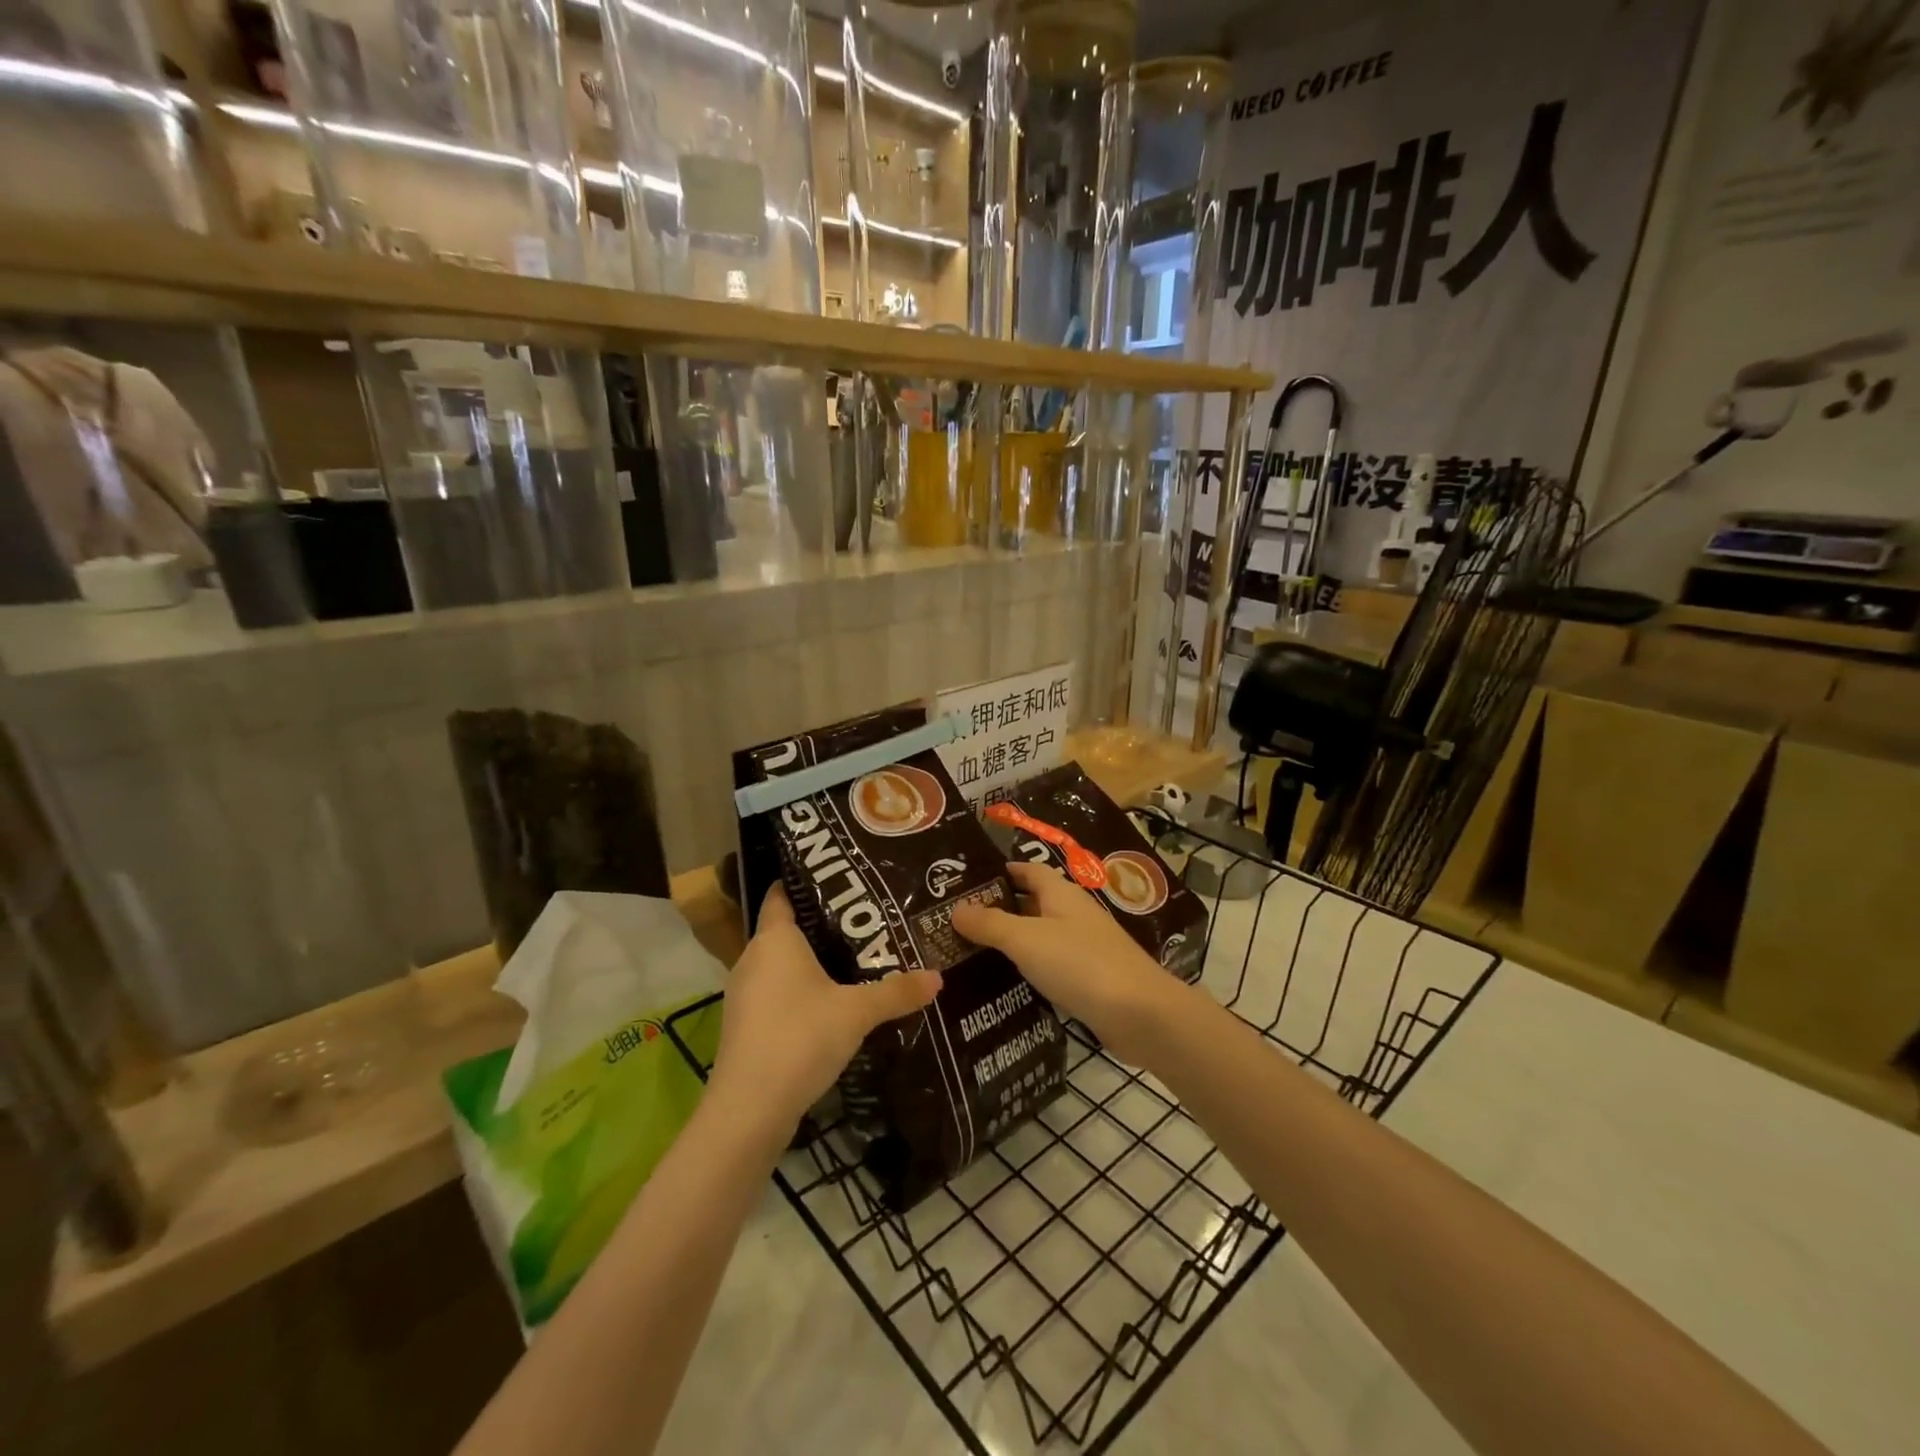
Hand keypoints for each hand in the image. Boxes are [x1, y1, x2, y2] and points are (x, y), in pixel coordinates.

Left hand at [709, 884, 941, 1131]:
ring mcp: (745, 992)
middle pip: (787, 928)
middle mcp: (754, 957)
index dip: (808, 881)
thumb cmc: (800, 1038)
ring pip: (782, 963)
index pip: (782, 893)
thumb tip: (938, 976)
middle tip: (866, 919)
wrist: (749, 1110)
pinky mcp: (746, 1023)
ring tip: (857, 958)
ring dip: (813, 961)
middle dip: (824, 924)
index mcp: (775, 939)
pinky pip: (777, 991)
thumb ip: (897, 992)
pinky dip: (801, 990)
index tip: (843, 877)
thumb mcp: (857, 1013)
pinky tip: (832, 1002)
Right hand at [952, 862, 1183, 1066]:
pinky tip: (1002, 985)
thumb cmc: (1080, 964)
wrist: (1140, 1015)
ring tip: (967, 954)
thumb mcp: (1026, 939)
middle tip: (954, 922)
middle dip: (997, 910)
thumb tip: (955, 908)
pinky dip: (1027, 970)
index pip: (1027, 871)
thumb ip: (990, 923)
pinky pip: (1049, 967)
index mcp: (1061, 894)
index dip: (999, 872)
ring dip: (1010, 943)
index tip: (964, 882)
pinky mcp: (1088, 980)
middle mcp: (1072, 914)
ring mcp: (1083, 948)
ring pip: (1038, 937)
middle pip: (1031, 903)